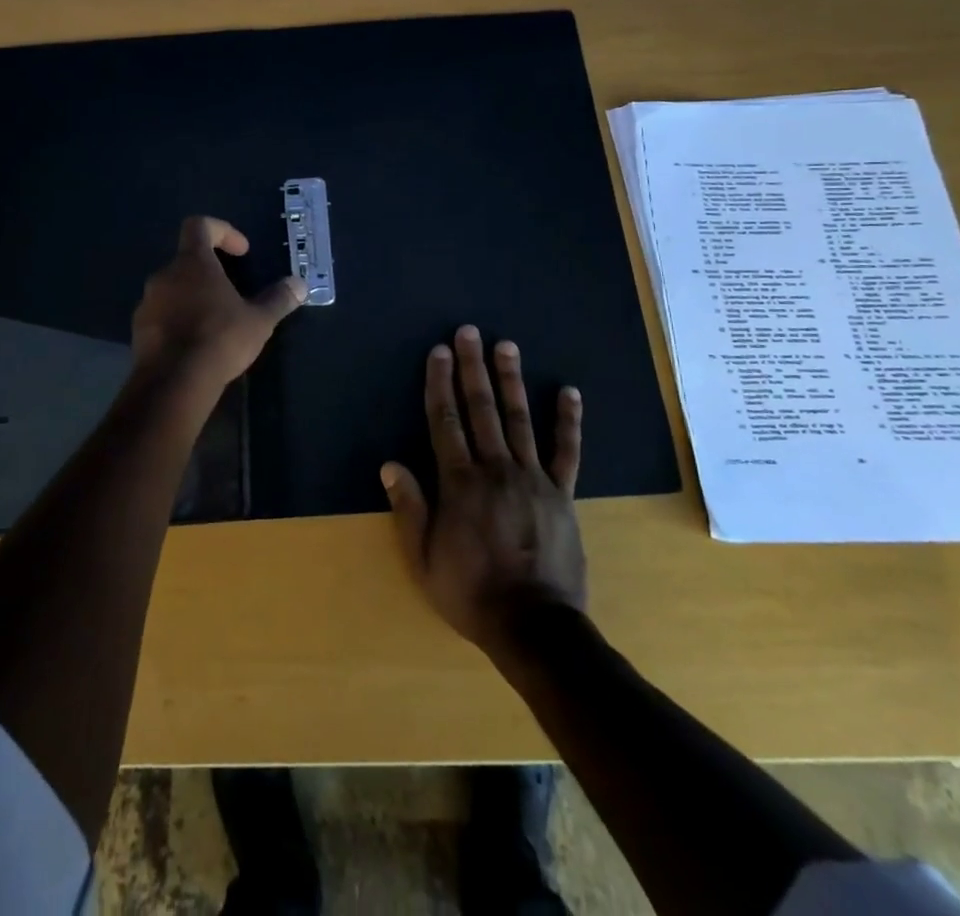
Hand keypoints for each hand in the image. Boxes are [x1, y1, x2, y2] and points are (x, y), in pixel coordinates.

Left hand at [131, 216, 306, 389]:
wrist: (173, 382)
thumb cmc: (219, 339)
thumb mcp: (259, 320)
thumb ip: (278, 299)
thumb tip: (300, 284)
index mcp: (192, 263)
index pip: (199, 225)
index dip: (222, 231)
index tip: (241, 252)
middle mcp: (164, 275)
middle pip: (187, 260)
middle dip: (210, 272)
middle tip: (233, 294)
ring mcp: (147, 302)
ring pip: (173, 289)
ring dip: (193, 297)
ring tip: (215, 322)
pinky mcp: (138, 329)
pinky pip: (161, 314)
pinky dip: (178, 320)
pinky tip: (196, 344)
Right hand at [380, 326, 586, 656]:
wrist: (534, 628)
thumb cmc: (471, 593)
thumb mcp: (424, 560)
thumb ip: (409, 509)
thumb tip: (391, 465)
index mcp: (459, 483)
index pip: (445, 421)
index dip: (439, 383)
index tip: (438, 352)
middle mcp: (496, 469)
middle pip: (481, 408)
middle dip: (473, 367)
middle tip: (469, 332)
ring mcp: (533, 478)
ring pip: (520, 419)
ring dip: (511, 380)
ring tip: (506, 345)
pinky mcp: (562, 493)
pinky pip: (566, 451)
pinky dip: (567, 421)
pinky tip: (568, 392)